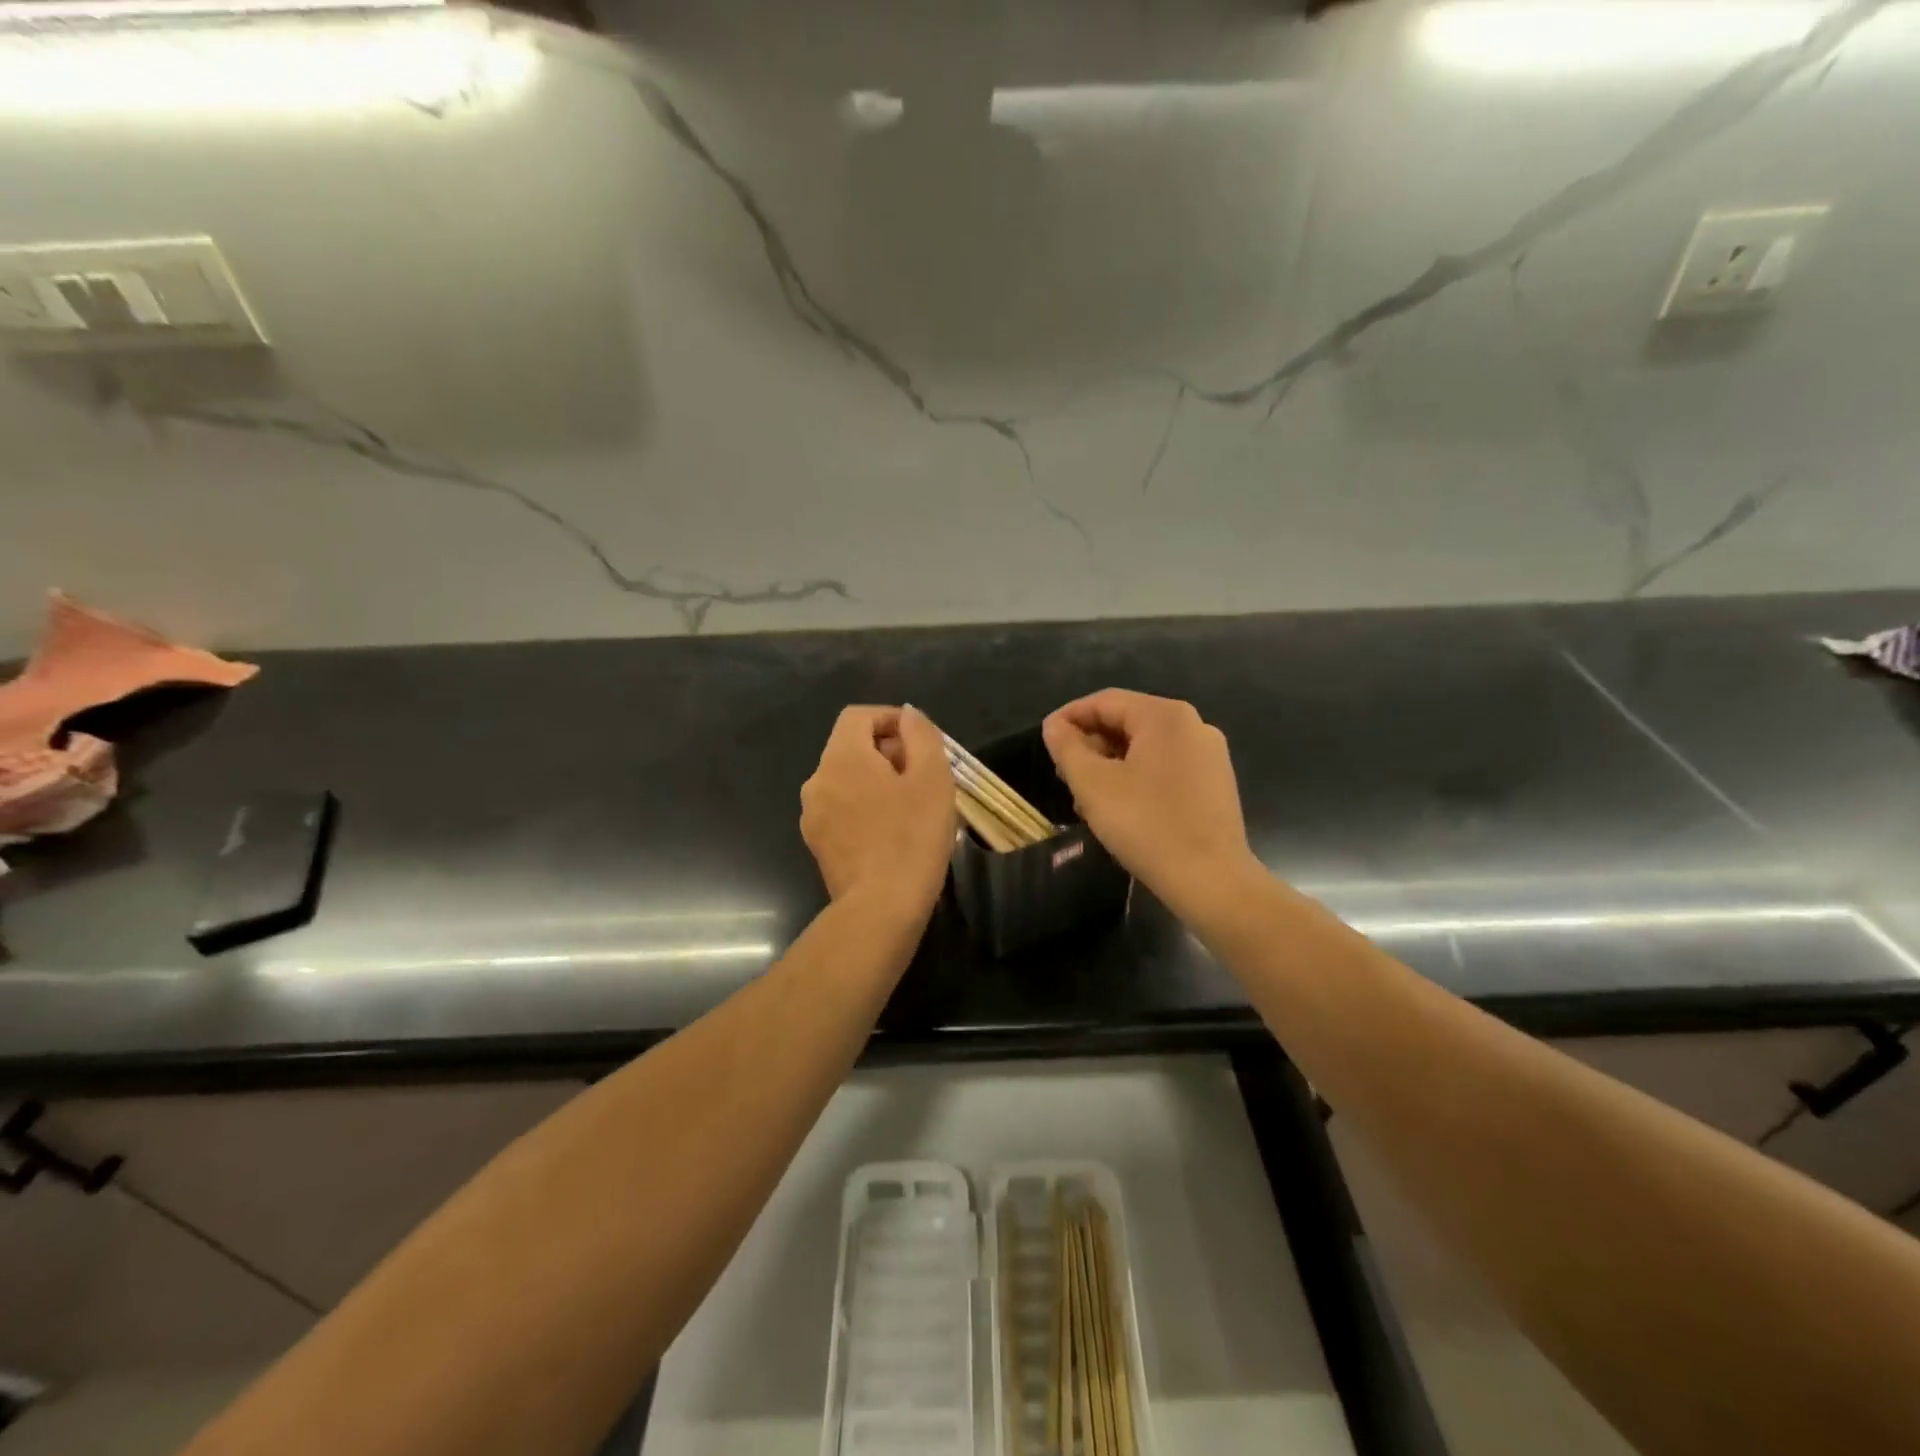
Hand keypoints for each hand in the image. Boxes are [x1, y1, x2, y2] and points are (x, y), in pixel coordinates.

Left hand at [801, 705, 956, 915]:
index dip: (890, 719)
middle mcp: (817, 780)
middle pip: (851, 748)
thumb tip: (907, 715)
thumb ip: (921, 735)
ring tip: (911, 807)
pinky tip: (891, 833)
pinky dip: (865, 808)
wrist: (880, 909)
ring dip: (877, 782)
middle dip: (888, 753)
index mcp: (842, 758)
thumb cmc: (912, 837)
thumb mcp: (932, 778)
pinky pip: (842, 810)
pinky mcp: (817, 844)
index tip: (920, 741)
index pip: (858, 716)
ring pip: (847, 781)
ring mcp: (813, 815)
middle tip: (924, 777)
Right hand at [1042, 689, 1260, 919]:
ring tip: (1086, 797)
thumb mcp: (1092, 784)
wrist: (1211, 880)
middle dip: (1090, 744)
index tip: (1046, 741)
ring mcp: (1209, 756)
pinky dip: (1137, 778)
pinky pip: (1166, 768)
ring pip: (1145, 748)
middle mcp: (1193, 725)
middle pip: (1127, 722)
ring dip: (1110, 765)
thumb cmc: (1146, 824)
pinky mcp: (1215, 784)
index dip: (1069, 717)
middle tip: (1064, 775)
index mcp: (1165, 716)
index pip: (1105, 701)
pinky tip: (1120, 808)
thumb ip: (1067, 747)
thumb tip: (1054, 725)